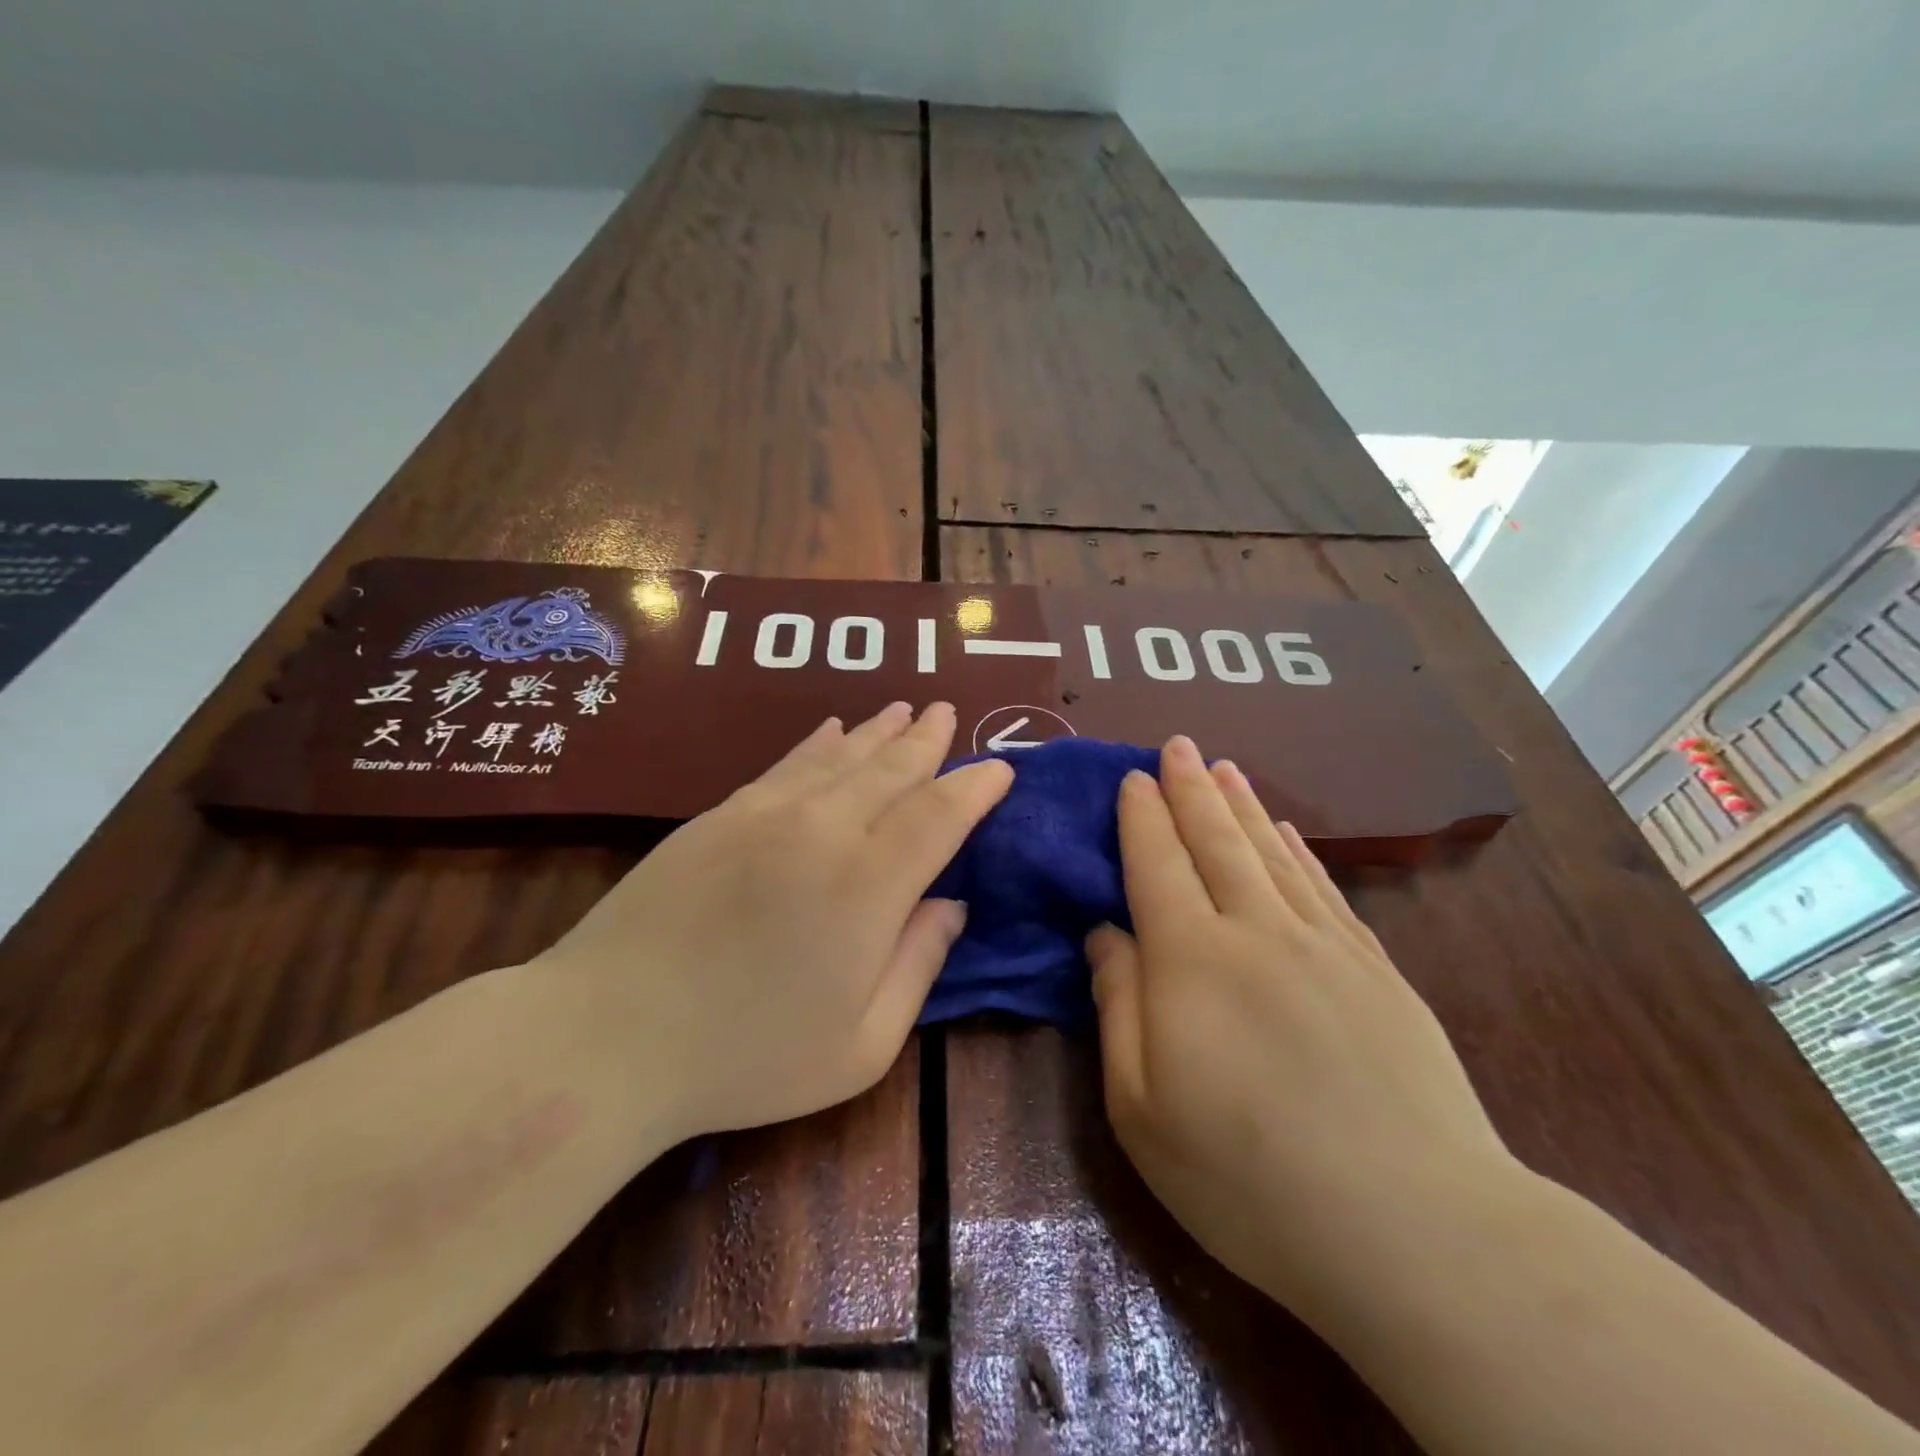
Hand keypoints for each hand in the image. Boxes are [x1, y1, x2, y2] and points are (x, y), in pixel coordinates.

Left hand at [535, 702, 1011, 1144]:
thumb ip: (918, 964)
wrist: (609, 1035)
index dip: (974, 788)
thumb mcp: (861, 1044)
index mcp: (870, 884)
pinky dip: (819, 743)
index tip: (999, 768)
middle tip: (948, 713)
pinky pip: (787, 764)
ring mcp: (766, 814)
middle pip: (891, 769)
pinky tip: (833, 728)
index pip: (939, 815)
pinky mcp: (720, 815)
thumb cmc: (747, 1055)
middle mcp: (824, 829)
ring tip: (905, 709)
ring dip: (879, 731)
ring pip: (841, 756)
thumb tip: (951, 905)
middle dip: (928, 740)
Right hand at [1086, 736, 1516, 1316]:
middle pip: (1215, 841)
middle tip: (1177, 744)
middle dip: (1190, 788)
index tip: (1132, 777)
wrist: (1415, 1230)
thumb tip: (1105, 934)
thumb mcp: (1142, 1109)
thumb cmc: (1249, 1177)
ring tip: (1223, 766)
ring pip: (1271, 853)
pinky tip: (1286, 831)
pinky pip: (1324, 889)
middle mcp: (1256, 931)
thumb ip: (1118, 1008)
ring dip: (1242, 805)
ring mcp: (1324, 946)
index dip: (1141, 817)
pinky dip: (1298, 850)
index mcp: (1190, 961)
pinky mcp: (1375, 971)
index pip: (1156, 864)